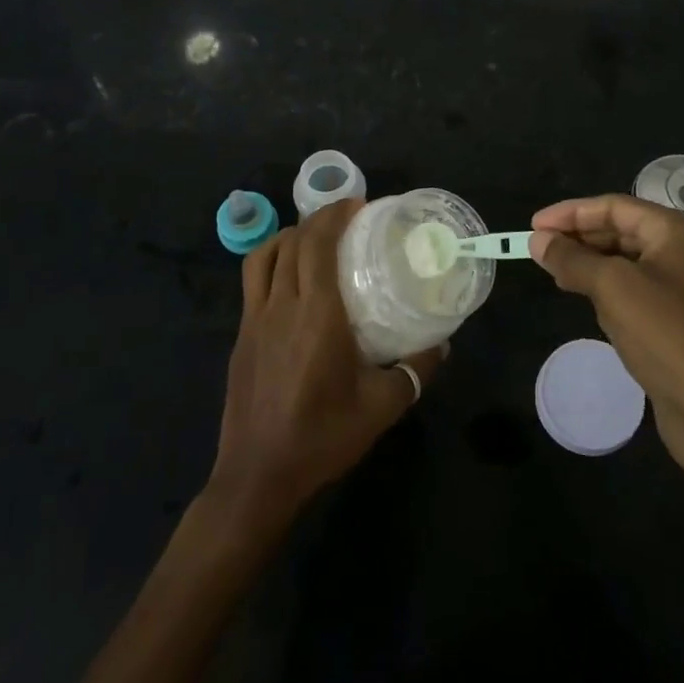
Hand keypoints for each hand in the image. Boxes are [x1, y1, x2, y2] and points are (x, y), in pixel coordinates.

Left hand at [207, 199, 443, 526]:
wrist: (258, 476)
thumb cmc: (322, 437)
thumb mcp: (381, 407)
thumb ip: (415, 371)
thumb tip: (442, 345)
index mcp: (317, 315)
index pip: (318, 245)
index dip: (335, 216)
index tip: (360, 205)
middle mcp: (282, 307)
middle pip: (293, 243)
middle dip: (318, 219)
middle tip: (348, 217)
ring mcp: (255, 320)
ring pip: (265, 256)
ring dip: (290, 236)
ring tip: (315, 237)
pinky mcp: (241, 336)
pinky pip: (253, 281)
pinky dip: (272, 261)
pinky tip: (292, 278)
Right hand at [530, 194, 683, 475]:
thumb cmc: (666, 335)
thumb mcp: (613, 288)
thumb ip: (572, 259)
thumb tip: (538, 240)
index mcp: (679, 231)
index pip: (616, 206)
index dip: (571, 213)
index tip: (533, 225)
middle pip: (623, 230)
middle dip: (580, 237)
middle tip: (539, 248)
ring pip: (628, 260)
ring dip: (591, 262)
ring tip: (554, 270)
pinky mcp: (681, 318)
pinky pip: (637, 288)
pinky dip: (608, 287)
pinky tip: (584, 296)